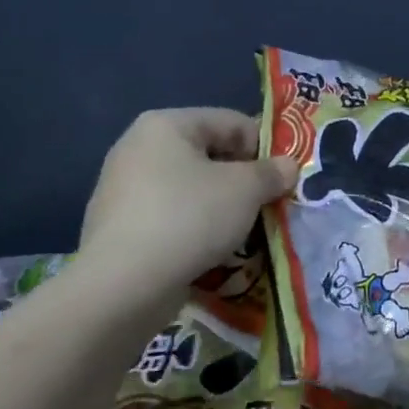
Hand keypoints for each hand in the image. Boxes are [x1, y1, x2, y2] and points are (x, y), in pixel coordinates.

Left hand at [76, 109, 297, 310]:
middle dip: (244, 180)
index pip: (232, 122)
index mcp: (165, 125)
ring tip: (246, 232)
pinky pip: (172, 218)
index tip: (285, 178)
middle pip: (210, 155)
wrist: (123, 286)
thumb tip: (288, 166)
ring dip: (222, 206)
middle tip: (270, 205)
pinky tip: (213, 252)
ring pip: (191, 189)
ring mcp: (124, 189)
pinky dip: (196, 229)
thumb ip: (272, 173)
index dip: (265, 147)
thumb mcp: (245, 189)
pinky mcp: (120, 228)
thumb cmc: (189, 218)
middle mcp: (138, 148)